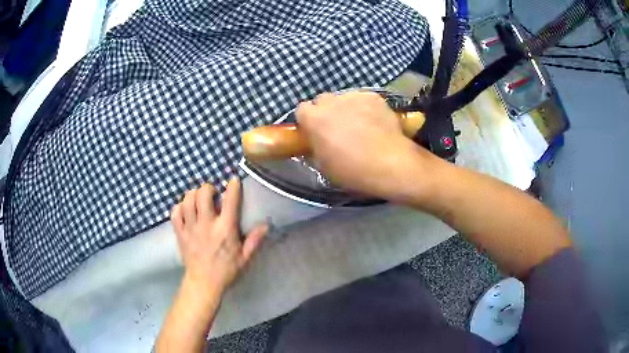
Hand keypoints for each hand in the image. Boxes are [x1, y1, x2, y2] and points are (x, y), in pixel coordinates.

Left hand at [170, 177, 267, 294]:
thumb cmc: (226, 271)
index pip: (229, 201)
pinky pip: (175, 212)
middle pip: (203, 193)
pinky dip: (180, 207)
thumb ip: (254, 240)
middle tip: (213, 194)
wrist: (203, 284)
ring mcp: (191, 228)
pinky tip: (186, 210)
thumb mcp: (245, 258)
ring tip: (199, 200)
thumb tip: (266, 225)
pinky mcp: (180, 233)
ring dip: (193, 195)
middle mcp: (206, 224)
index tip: (233, 180)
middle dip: (208, 188)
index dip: (232, 186)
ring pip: (187, 200)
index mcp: (225, 229)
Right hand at [296, 92, 436, 200]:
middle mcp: (332, 102)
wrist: (390, 164)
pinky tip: (375, 122)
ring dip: (346, 109)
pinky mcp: (374, 97)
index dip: (308, 121)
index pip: (302, 109)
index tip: (315, 131)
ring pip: (344, 98)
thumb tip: (315, 143)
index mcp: (315, 119)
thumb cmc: (352, 170)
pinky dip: (365, 108)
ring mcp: (354, 96)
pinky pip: (363, 99)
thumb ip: (315, 149)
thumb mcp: (324, 166)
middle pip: (322, 100)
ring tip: (360, 125)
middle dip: (326, 112)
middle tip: (337, 128)